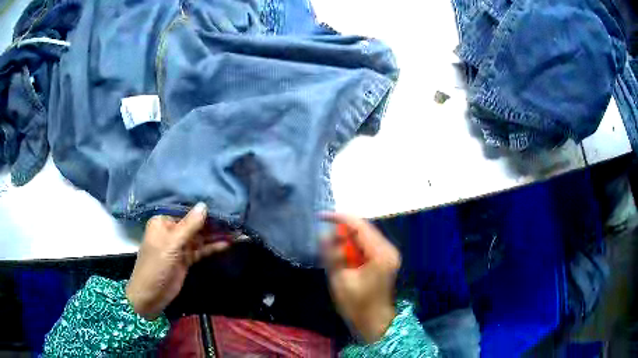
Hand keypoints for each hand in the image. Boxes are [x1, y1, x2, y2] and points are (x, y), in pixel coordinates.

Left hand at [126, 203, 230, 319]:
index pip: (185, 210)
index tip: (223, 202)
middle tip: (234, 218)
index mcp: (163, 221)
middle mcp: (172, 230)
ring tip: (237, 229)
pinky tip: (228, 243)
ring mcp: (180, 246)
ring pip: (200, 237)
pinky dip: (213, 247)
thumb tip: (204, 205)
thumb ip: (189, 226)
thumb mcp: (171, 244)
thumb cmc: (156, 266)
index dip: (203, 208)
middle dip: (213, 222)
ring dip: (216, 235)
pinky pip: (201, 250)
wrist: (151, 295)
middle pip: (195, 224)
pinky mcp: (186, 258)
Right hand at [320, 212, 400, 342]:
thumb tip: (323, 234)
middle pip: (364, 228)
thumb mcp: (340, 280)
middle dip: (343, 230)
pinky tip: (345, 256)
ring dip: (348, 239)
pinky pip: (368, 245)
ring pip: (365, 236)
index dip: (339, 218)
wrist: (375, 322)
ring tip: (333, 250)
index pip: (360, 226)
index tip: (321, 217)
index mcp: (380, 254)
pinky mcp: (386, 259)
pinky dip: (354, 246)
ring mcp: (389, 254)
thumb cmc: (357, 305)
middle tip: (326, 240)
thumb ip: (332, 255)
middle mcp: (388, 249)